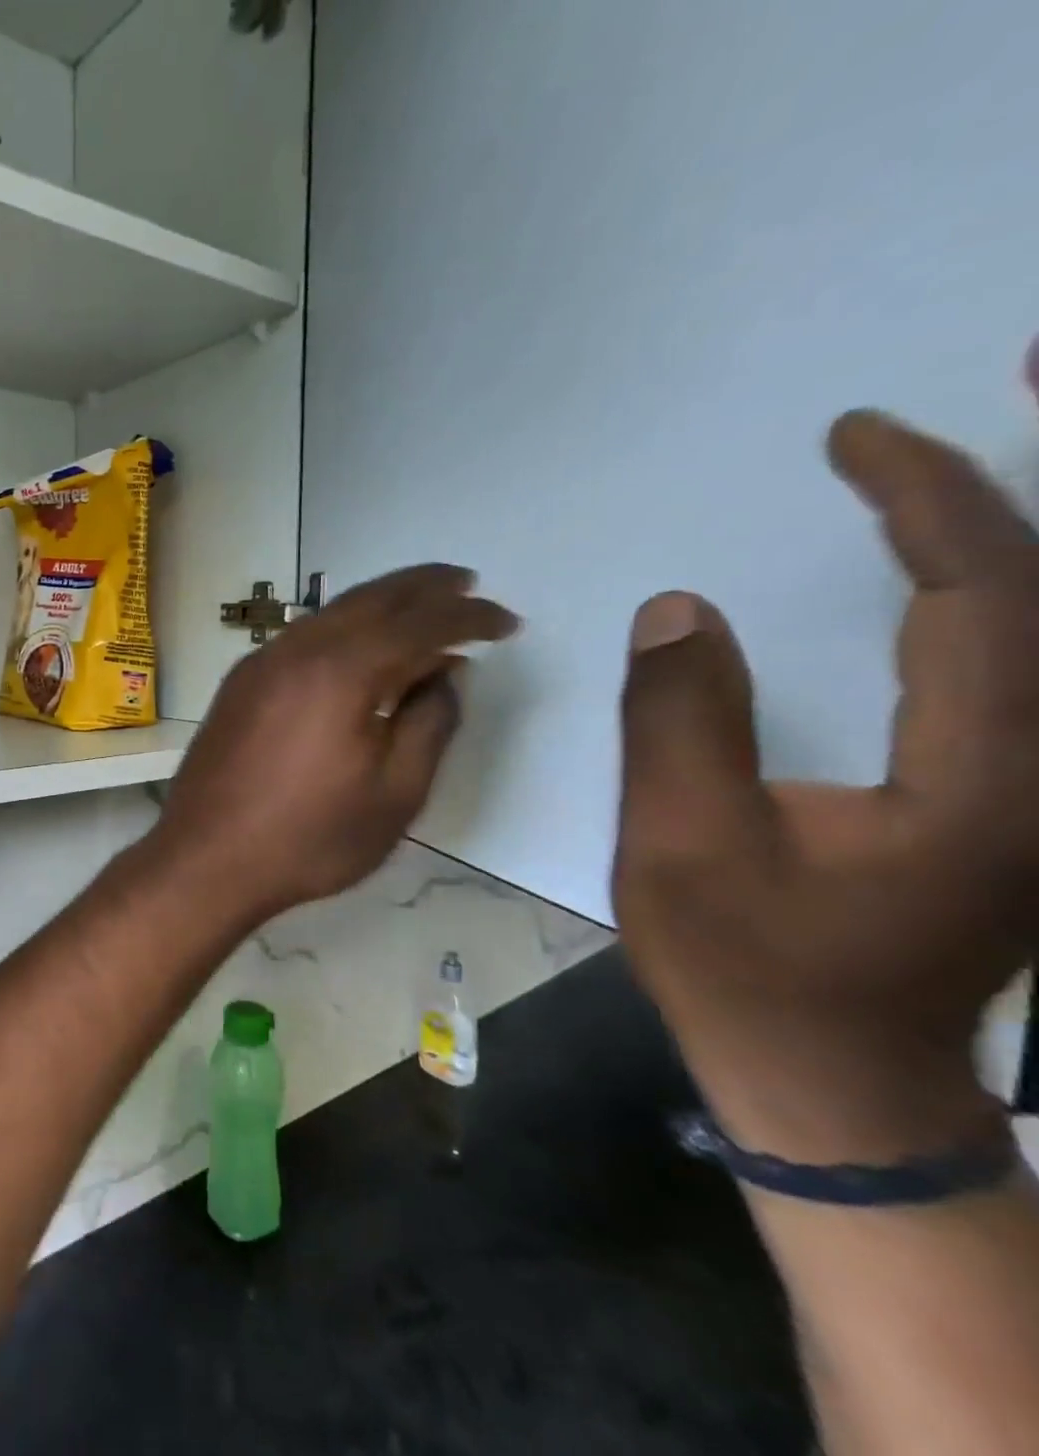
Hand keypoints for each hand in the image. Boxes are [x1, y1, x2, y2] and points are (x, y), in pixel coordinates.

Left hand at [147, 564, 517, 924]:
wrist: (205, 858)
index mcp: (341, 670)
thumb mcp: (395, 793)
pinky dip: (341, 630)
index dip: (469, 618)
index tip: (507, 623)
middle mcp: (297, 650)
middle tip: (467, 584)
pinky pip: (302, 637)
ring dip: (380, 604)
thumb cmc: (308, 838)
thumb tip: (446, 674)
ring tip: (421, 610)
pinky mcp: (239, 684)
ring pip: (331, 614)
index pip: (420, 624)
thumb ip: (430, 724)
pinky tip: (358, 651)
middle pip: (371, 599)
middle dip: (424, 587)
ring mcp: (260, 664)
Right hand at [615, 410, 1038, 1162]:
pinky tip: (964, 568)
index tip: (856, 437)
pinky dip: (1003, 594)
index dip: (932, 499)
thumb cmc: (745, 966)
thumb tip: (680, 607)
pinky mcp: (1020, 796)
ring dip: (1032, 531)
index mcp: (991, 779)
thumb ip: (678, 724)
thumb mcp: (679, 847)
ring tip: (1001, 438)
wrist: (827, 1072)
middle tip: (1023, 366)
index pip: (987, 595)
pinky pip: (1025, 664)